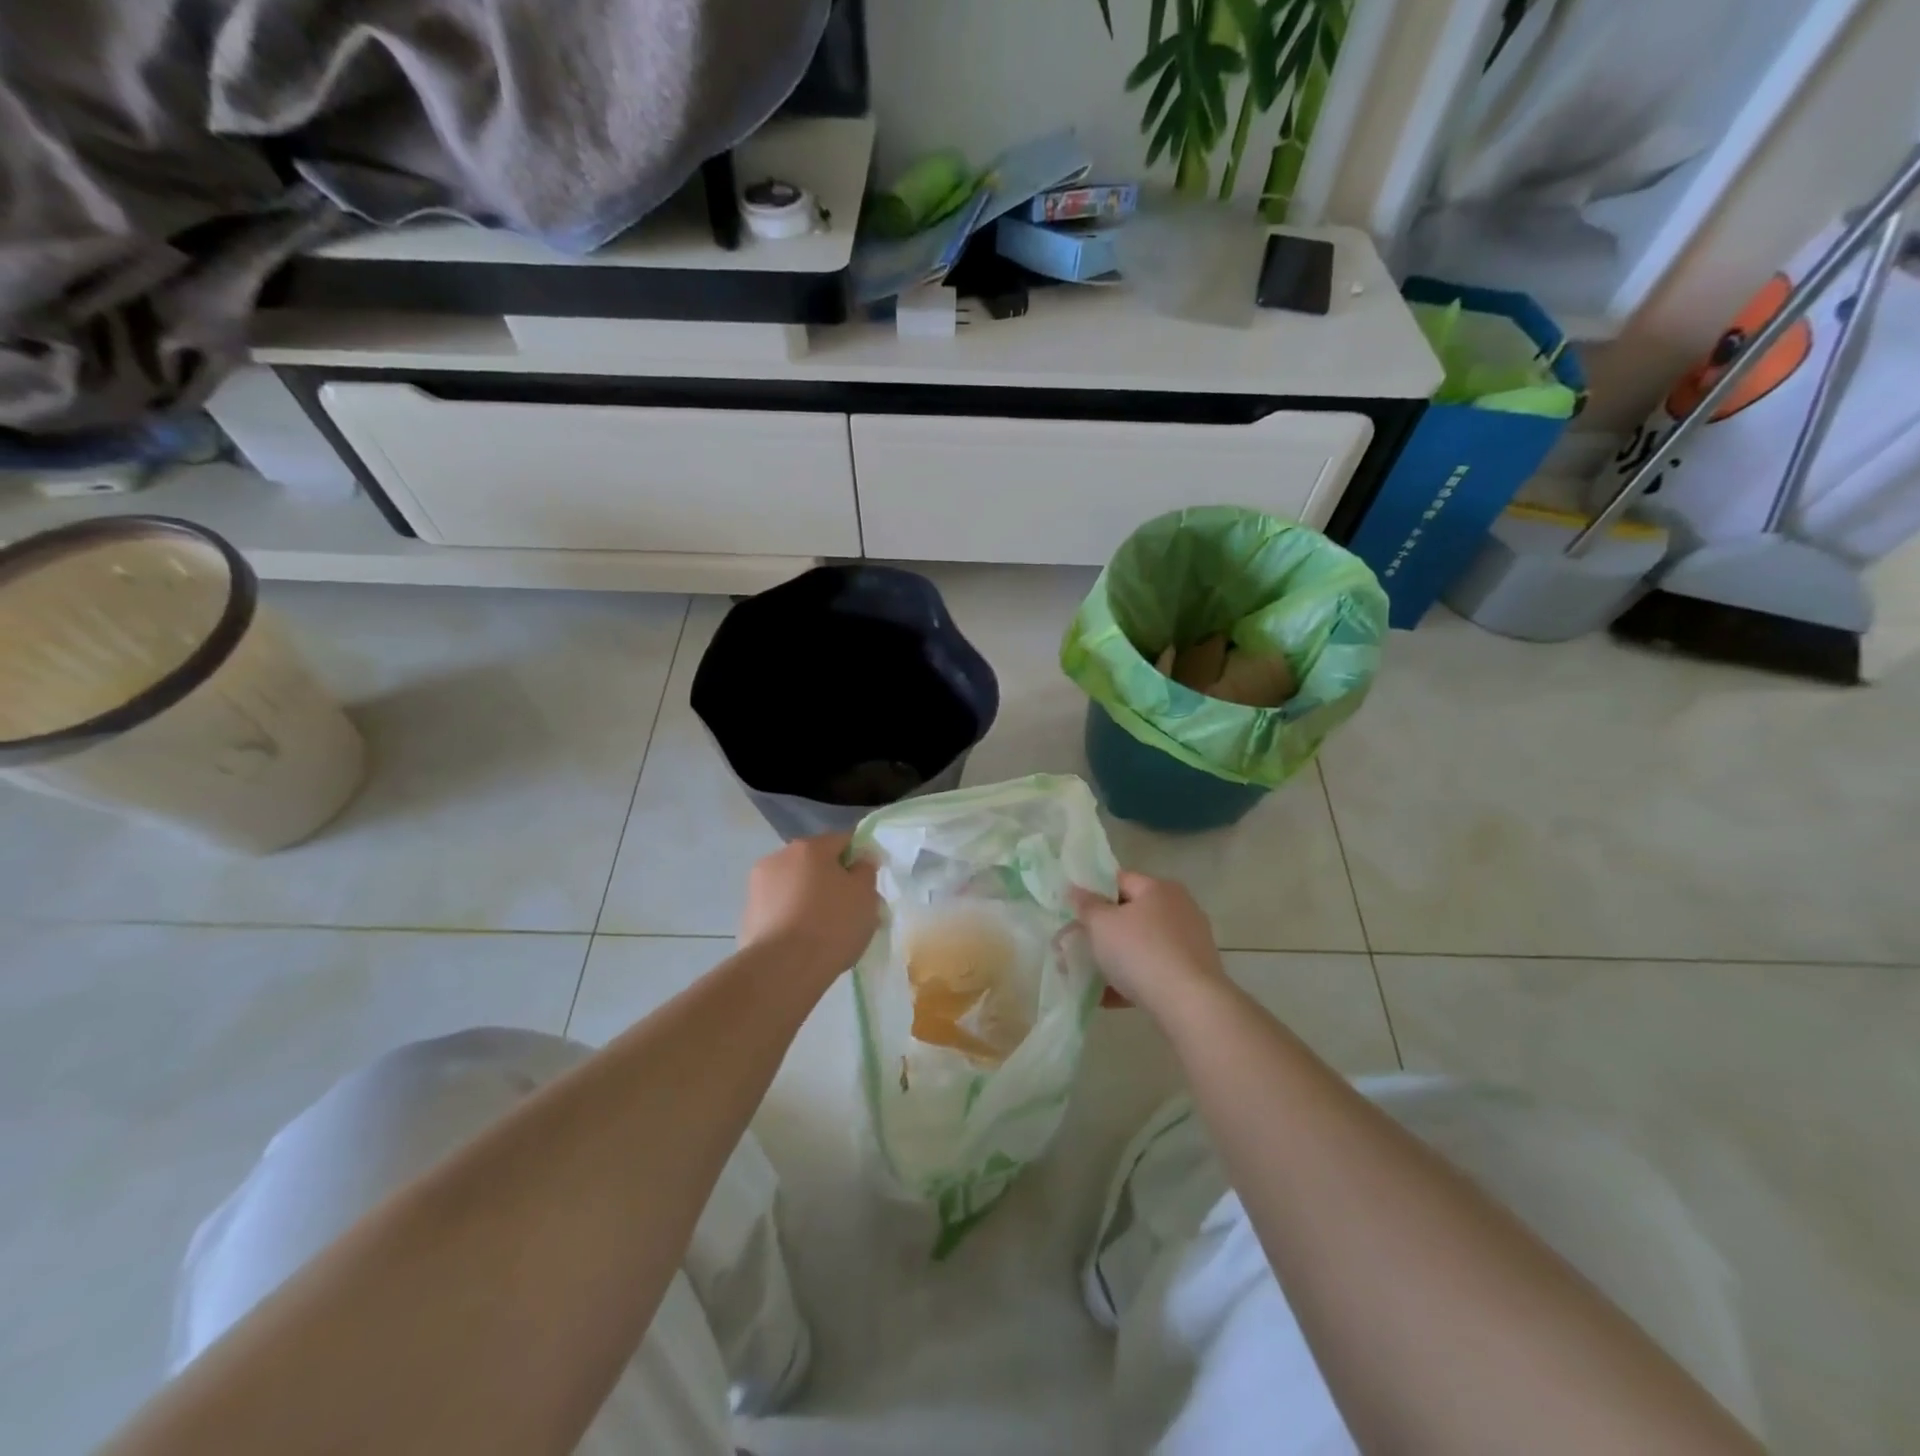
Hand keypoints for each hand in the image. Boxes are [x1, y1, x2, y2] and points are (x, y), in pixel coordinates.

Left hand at [739, 833, 879, 979]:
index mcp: (810, 847)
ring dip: (809, 899)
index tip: (866, 886)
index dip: (858, 860)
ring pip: (795, 886)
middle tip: (848, 910)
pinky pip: (780, 909)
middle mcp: (779, 857)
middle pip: (815, 863)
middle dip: (831, 881)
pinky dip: (792, 918)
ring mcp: (758, 886)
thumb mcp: (865, 895)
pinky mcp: (748, 915)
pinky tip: (803, 942)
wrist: (783, 969)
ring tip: (824, 931)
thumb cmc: (832, 924)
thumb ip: (865, 871)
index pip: (843, 840)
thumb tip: (859, 861)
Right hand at [1071, 870, 1227, 1018]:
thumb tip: (1075, 889)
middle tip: (1078, 945)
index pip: (1120, 880)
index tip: (1073, 911)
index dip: (1093, 892)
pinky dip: (1132, 979)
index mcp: (1158, 889)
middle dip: (1103, 930)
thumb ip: (1086, 905)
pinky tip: (1109, 998)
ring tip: (1089, 976)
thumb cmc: (1140, 952)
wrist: (1189, 1004)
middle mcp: (1179, 908)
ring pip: (1142, 945)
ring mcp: (1190, 942)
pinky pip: (1154, 970)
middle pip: (1131, 914)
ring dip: (1116, 958)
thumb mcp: (1101, 924)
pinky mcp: (1194, 972)